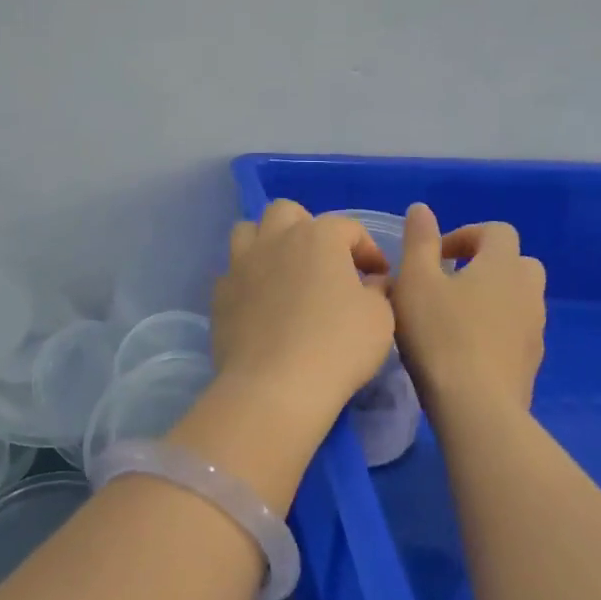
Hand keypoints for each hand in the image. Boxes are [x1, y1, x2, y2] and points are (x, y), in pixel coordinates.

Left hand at [209, 200, 395, 433]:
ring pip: (249, 231)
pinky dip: (249, 278)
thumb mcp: (380, 318)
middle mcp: (276, 239)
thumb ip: (378, 290)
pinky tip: (262, 303)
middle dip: (308, 228)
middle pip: (288, 212)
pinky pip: (233, 271)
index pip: (348, 227)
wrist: (274, 386)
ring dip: (268, 242)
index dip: (368, 249)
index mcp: (318, 236)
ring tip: (285, 271)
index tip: (378, 276)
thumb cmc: (337, 346)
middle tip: (324, 261)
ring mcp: (241, 264)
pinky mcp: (220, 293)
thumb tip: (371, 282)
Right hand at [392, 203, 545, 418]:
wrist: (476, 407)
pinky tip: (467, 349)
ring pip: (519, 298)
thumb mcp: (414, 281)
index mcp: (503, 264)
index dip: (465, 236)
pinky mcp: (533, 361)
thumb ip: (418, 241)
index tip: (435, 257)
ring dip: (493, 298)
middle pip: (516, 262)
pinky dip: (498, 329)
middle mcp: (528, 290)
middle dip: (486, 265)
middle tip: (450, 283)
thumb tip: (422, 209)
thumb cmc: (439, 335)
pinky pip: (517, 330)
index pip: (496, 231)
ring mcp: (535, 328)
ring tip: (456, 317)